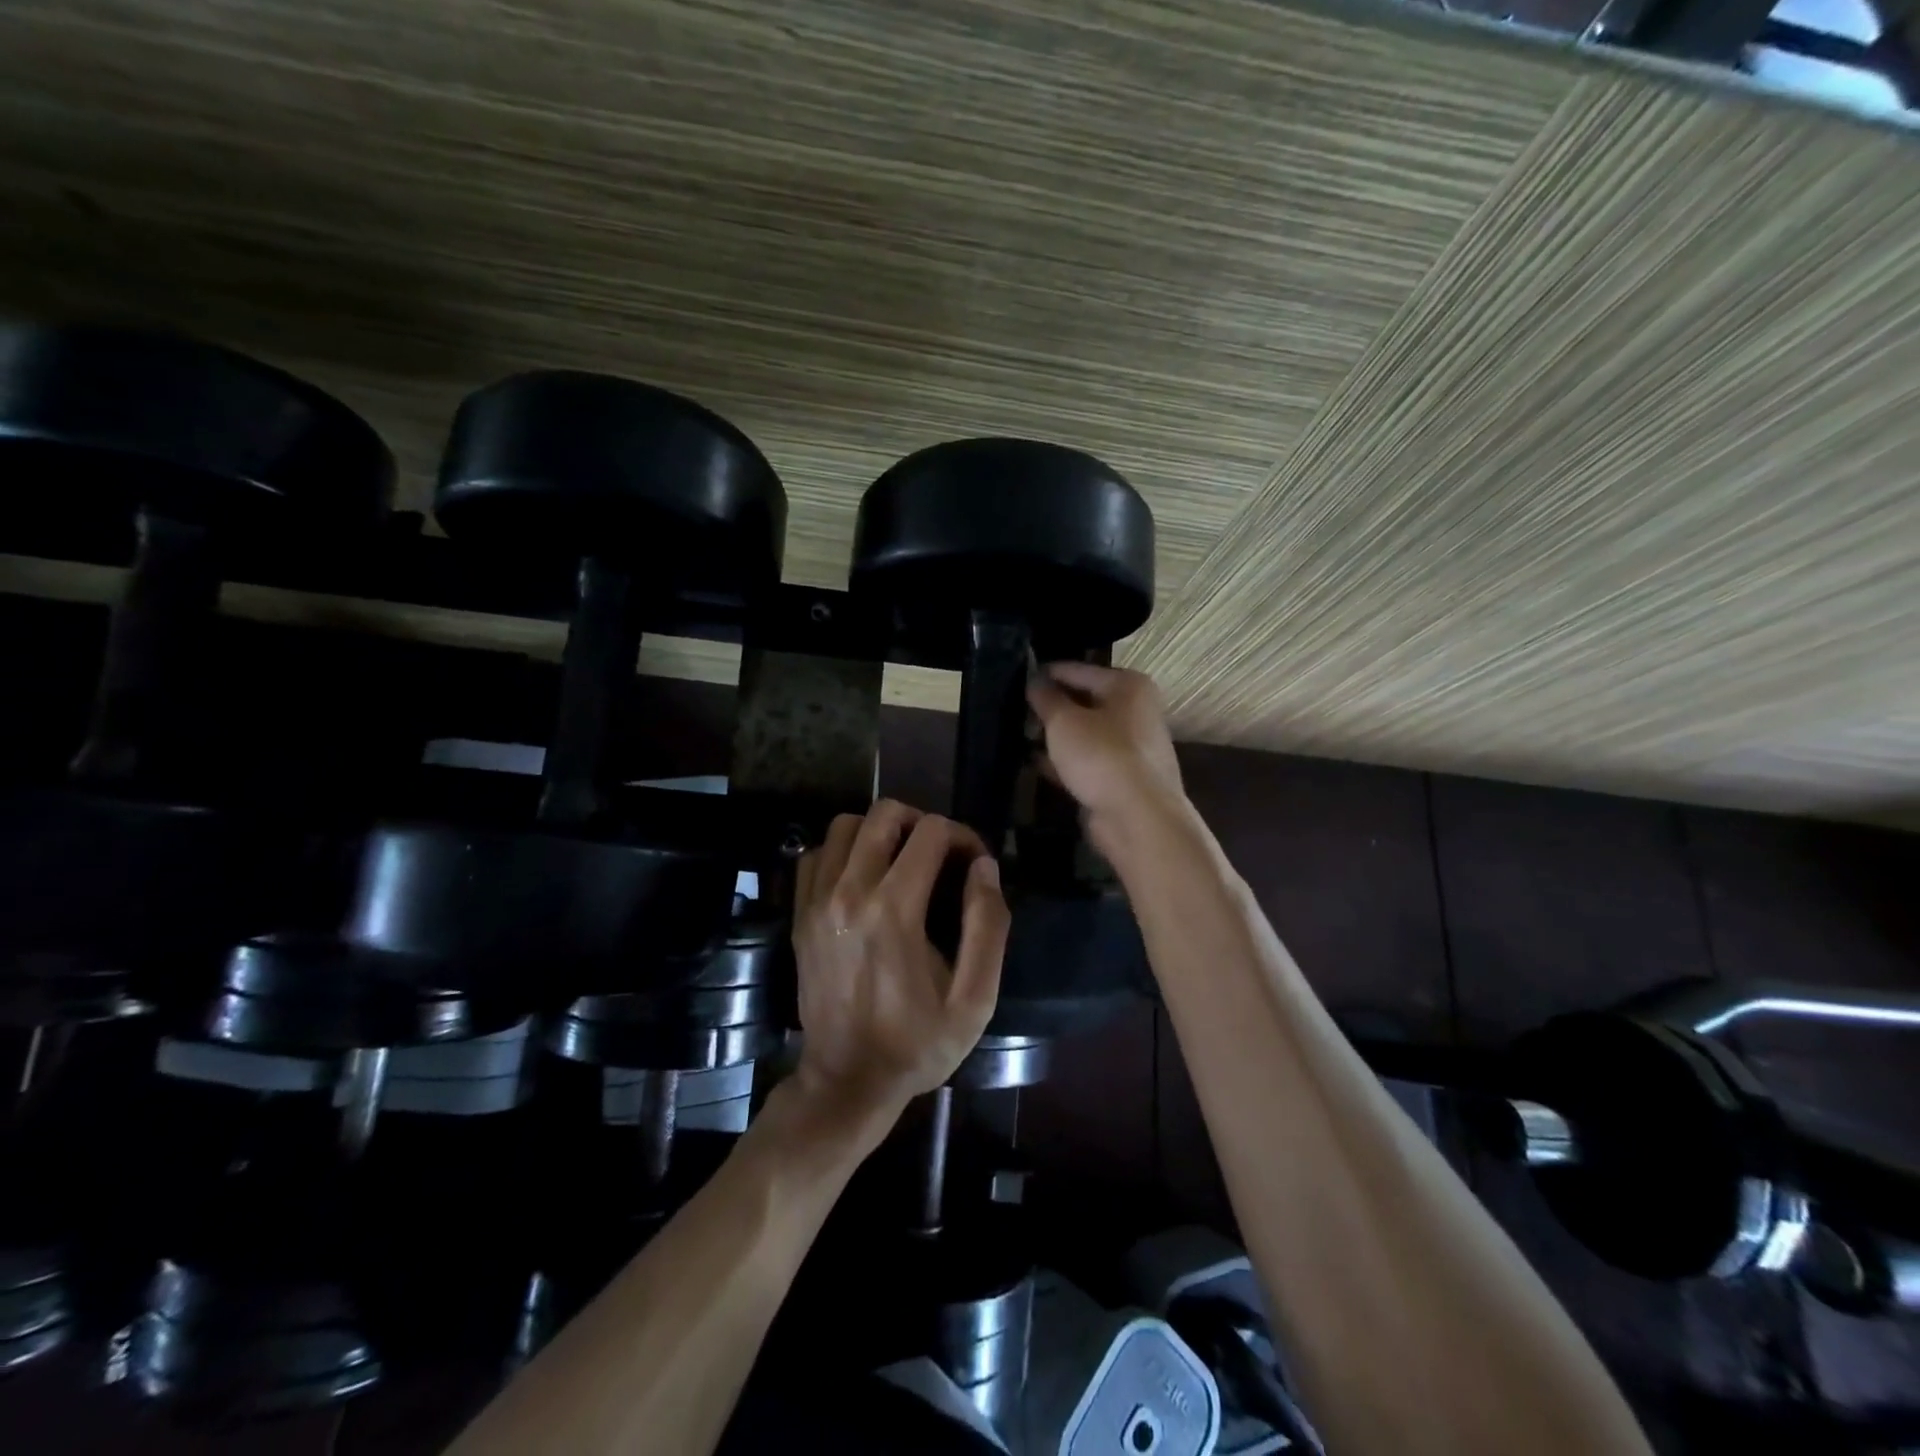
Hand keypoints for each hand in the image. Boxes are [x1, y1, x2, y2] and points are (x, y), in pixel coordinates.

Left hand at [790, 801, 1010, 1132]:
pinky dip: (843, 852)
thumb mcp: (974, 999)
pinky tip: (863, 878)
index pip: (932, 832)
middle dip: (922, 823)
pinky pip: (817, 854)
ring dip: (879, 832)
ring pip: (845, 825)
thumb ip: (988, 926)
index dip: (963, 837)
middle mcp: (848, 893)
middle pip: (884, 814)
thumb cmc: (917, 1044)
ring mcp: (816, 902)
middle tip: (939, 856)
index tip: (974, 865)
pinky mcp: (799, 915)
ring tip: (901, 861)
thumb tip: (984, 867)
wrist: (846, 1082)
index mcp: (894, 911)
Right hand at [1027, 663, 1186, 854]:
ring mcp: (1131, 747)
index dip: (1046, 673)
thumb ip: (1046, 698)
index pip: (1078, 670)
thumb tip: (1034, 681)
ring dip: (1056, 735)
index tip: (1016, 677)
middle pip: (1084, 701)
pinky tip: (1036, 763)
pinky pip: (1087, 761)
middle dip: (1051, 706)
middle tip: (1014, 708)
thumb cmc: (1101, 756)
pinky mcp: (1121, 778)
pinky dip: (1064, 761)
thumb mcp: (1064, 721)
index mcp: (1128, 686)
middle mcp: (1135, 711)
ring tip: (1019, 733)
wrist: (1138, 818)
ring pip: (1084, 733)